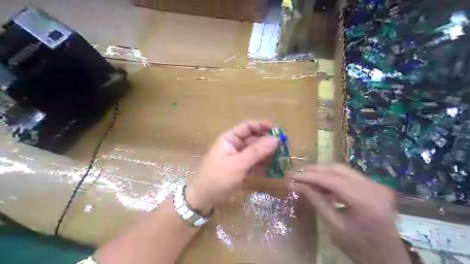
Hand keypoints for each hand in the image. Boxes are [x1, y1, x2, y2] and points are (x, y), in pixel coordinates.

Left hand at [184, 120, 278, 214]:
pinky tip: (273, 169)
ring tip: (282, 158)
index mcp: (229, 139)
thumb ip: (257, 151)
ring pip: (255, 153)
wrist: (203, 198)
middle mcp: (234, 146)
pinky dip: (262, 165)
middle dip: (267, 142)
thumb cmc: (218, 177)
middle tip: (284, 147)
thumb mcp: (238, 164)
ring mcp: (237, 158)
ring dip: (267, 155)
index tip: (277, 130)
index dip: (262, 126)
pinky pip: (253, 164)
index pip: (247, 127)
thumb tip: (275, 139)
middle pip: (253, 140)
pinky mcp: (239, 170)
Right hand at [287, 164, 411, 263]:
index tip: (291, 175)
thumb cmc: (359, 248)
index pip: (331, 180)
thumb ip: (315, 201)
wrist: (387, 259)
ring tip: (305, 177)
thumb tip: (296, 185)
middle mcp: (374, 187)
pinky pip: (348, 176)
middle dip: (314, 170)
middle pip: (337, 169)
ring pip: (342, 170)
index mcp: (365, 201)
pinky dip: (332, 178)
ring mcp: (376, 185)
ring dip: (322, 172)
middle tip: (296, 173)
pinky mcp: (374, 186)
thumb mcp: (333, 226)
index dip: (309, 176)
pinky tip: (320, 184)